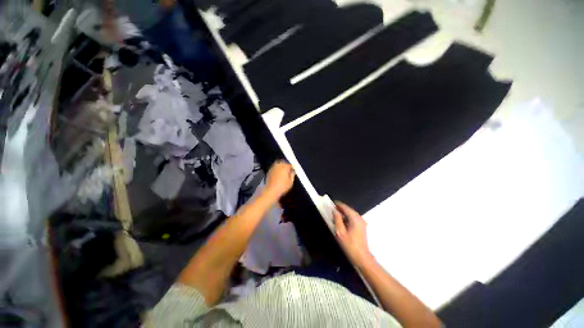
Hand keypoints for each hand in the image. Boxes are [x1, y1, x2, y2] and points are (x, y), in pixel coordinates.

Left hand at [264, 161, 294, 199]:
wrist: (272, 191)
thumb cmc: (282, 187)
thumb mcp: (291, 182)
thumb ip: (292, 175)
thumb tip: (293, 171)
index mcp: (285, 167)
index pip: (290, 165)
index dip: (293, 167)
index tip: (294, 169)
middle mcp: (279, 166)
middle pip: (283, 162)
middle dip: (286, 165)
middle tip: (289, 169)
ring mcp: (273, 168)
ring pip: (278, 163)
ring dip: (281, 165)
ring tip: (283, 170)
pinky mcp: (269, 171)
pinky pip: (274, 167)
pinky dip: (277, 168)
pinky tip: (278, 173)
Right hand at [333, 202, 372, 267]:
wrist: (362, 257)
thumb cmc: (350, 245)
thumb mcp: (340, 232)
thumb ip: (337, 219)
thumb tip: (334, 211)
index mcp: (355, 218)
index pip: (345, 207)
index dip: (338, 204)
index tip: (331, 203)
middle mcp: (360, 218)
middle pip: (349, 209)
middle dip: (340, 208)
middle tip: (332, 209)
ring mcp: (362, 222)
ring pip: (351, 214)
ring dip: (343, 213)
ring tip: (335, 214)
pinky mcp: (362, 226)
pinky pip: (353, 218)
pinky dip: (347, 217)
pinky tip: (342, 221)